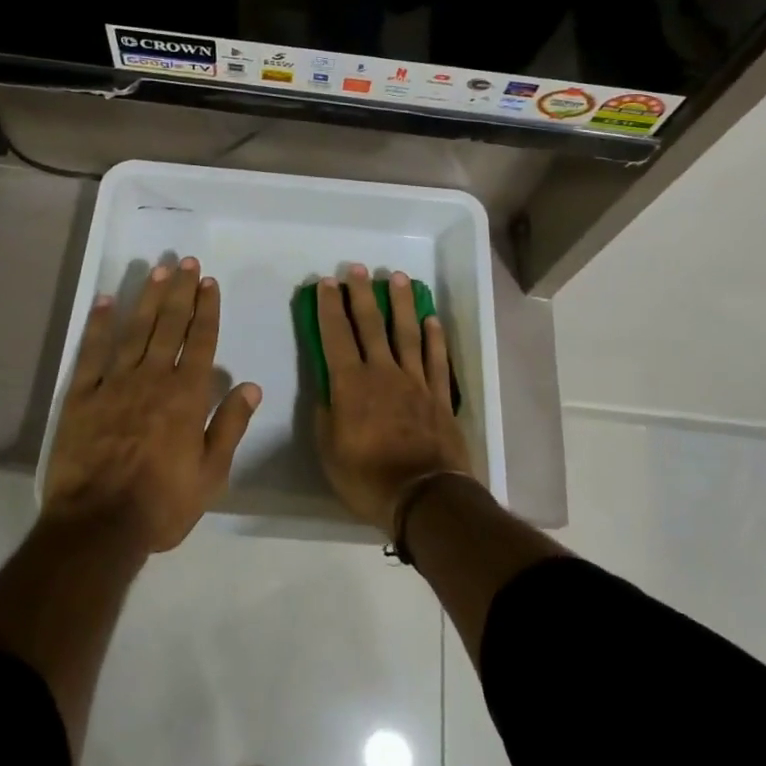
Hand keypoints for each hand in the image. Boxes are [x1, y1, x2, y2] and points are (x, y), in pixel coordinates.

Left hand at [43, 257, 261, 553]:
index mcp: (186, 395)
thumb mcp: (211, 475)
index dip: (207, 309)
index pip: (201, 341)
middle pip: (170, 325)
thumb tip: (251, 386)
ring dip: (149, 298)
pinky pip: (92, 352)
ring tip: (159, 270)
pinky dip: (99, 325)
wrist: (98, 527)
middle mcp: (154, 378)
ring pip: (136, 330)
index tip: (209, 282)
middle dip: (181, 291)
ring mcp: (115, 383)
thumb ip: (231, 426)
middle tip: (186, 262)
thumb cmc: (161, 504)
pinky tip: (106, 301)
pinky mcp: (82, 396)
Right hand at [315, 264, 471, 535]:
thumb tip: (327, 391)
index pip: (336, 336)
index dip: (330, 307)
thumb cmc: (368, 478)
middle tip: (357, 268)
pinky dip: (435, 337)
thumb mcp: (330, 453)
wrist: (425, 497)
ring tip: (398, 277)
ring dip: (401, 303)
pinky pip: (436, 359)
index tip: (327, 283)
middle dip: (362, 294)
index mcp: (351, 384)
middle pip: (371, 325)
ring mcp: (415, 381)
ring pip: (407, 332)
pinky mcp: (439, 395)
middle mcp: (383, 372)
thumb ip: (326, 416)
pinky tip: (431, 319)